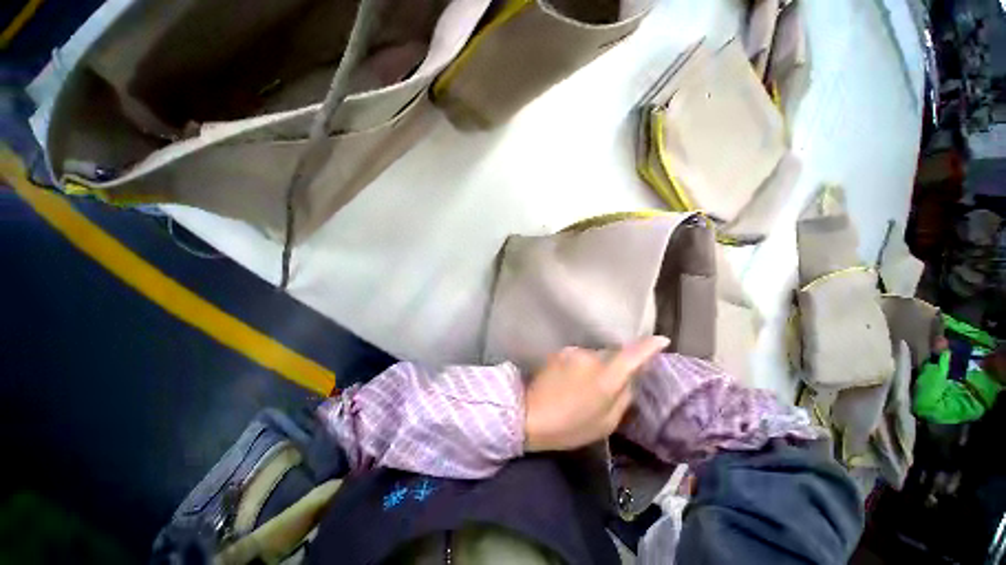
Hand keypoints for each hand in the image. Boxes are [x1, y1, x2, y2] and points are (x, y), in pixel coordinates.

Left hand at [524, 336, 669, 452]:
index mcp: (606, 378)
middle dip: (614, 367)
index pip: (632, 355)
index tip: (661, 340)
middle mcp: (591, 358)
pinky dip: (580, 367)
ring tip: (581, 388)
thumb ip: (623, 398)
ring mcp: (573, 351)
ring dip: (594, 368)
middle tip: (604, 388)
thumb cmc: (570, 426)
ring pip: (593, 356)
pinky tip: (568, 382)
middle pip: (611, 356)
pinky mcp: (560, 351)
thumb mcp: (605, 423)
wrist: (530, 414)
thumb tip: (630, 380)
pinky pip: (579, 357)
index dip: (649, 347)